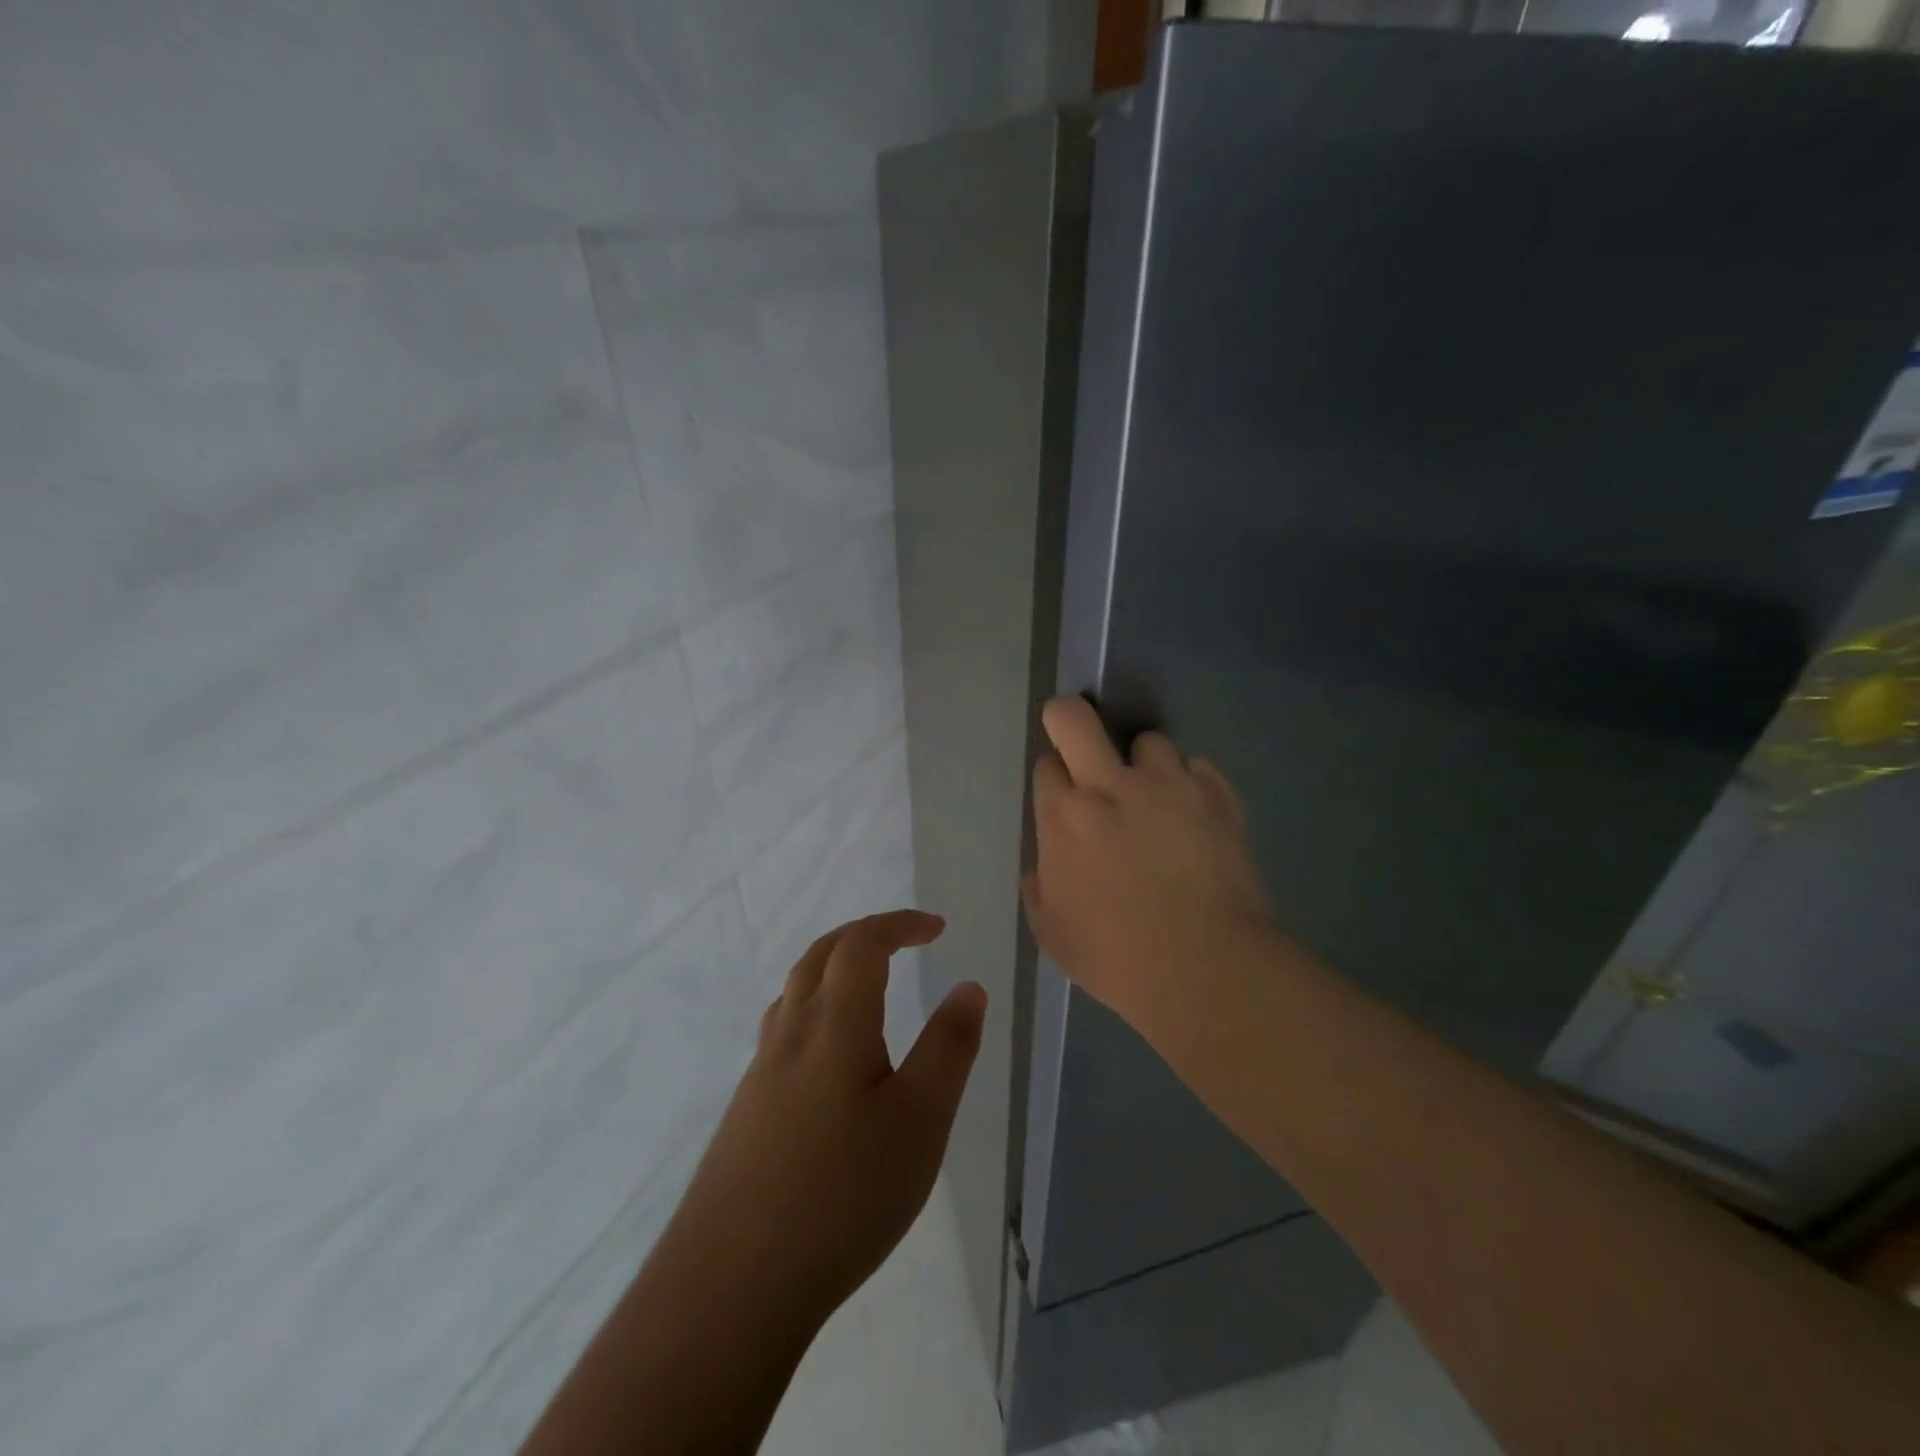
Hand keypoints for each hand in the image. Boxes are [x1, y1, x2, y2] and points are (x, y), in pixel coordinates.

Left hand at [664, 910, 986, 1330]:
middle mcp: (790, 1034)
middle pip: (820, 956)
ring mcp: (761, 1073)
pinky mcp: (746, 1111)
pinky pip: (783, 1031)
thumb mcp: (920, 1121)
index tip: (936, 928)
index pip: (861, 945)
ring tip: (867, 986)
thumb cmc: (842, 1195)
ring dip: (833, 968)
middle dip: (864, 935)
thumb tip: (969, 986)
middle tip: (903, 940)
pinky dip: (814, 1009)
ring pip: (794, 992)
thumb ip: (948, 1048)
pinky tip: (828, 1058)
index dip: (898, 924)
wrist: (731, 1285)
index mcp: (834, 1025)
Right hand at [1023, 696, 1275, 1056]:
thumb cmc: (1116, 958)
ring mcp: (1169, 785)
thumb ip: (1039, 885)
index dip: (1054, 776)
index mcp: (1064, 817)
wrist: (1206, 970)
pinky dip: (1192, 785)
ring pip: (1150, 741)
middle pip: (1075, 717)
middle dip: (1069, 717)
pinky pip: (1198, 768)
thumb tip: (1047, 862)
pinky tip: (1195, 816)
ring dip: (1146, 764)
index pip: (1047, 763)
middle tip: (1081, 743)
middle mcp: (1111, 785)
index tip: (1063, 795)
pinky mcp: (1218, 796)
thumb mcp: (1051, 932)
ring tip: (1157, 797)